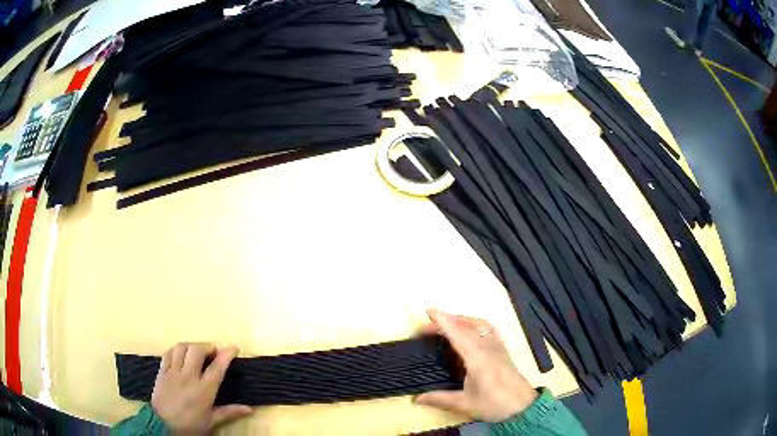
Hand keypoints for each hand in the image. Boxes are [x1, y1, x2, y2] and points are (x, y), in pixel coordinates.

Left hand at [151, 343, 252, 434]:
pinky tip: (180, 354)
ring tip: (197, 351)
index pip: (217, 367)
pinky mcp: (162, 371)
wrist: (162, 425)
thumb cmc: (190, 425)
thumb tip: (250, 409)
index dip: (226, 355)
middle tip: (213, 351)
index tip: (233, 347)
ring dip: (191, 345)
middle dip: (207, 346)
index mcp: (204, 390)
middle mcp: (188, 376)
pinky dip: (177, 349)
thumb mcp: (211, 421)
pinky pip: (168, 353)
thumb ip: (229, 412)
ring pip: (181, 347)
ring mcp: (173, 372)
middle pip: (197, 350)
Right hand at [415, 309, 538, 422]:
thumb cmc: (494, 404)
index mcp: (477, 358)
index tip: (429, 310)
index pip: (458, 334)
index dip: (443, 321)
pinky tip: (470, 333)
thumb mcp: (465, 404)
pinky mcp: (502, 351)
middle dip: (448, 320)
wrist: (523, 407)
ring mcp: (497, 347)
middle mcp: (488, 347)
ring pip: (479, 325)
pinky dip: (474, 325)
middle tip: (429, 325)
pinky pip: (487, 330)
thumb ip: (440, 399)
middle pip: (467, 325)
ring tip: (448, 325)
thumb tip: (416, 399)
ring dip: (462, 320)